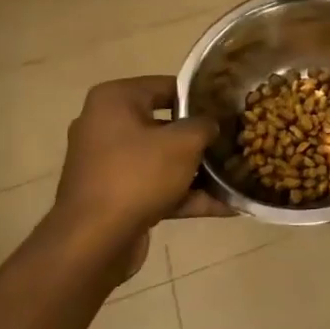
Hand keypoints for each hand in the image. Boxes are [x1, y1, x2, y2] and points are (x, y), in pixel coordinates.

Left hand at [41, 76, 231, 280]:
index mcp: (115, 100)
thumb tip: (212, 124)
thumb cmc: (138, 175)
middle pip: (165, 124)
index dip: (202, 97)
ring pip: (162, 159)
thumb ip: (205, 125)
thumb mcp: (184, 143)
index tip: (228, 108)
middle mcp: (105, 126)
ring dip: (197, 170)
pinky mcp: (114, 196)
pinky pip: (155, 186)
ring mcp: (107, 164)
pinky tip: (225, 207)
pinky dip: (184, 194)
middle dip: (200, 137)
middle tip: (234, 140)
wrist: (94, 242)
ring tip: (235, 176)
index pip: (167, 86)